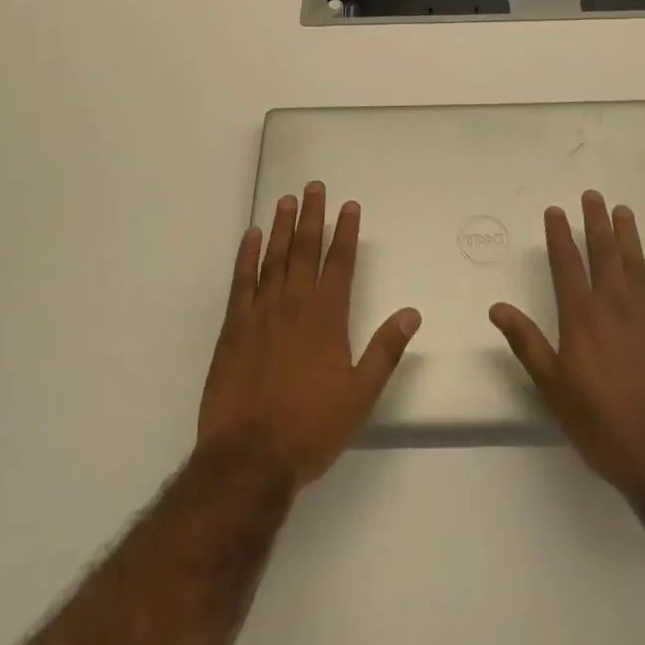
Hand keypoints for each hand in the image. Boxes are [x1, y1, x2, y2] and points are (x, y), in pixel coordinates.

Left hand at [198, 181, 420, 488]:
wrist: (248, 459)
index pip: (339, 263)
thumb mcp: (360, 396)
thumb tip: (411, 313)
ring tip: (287, 199)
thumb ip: (385, 350)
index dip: (345, 232)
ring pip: (274, 258)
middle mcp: (294, 305)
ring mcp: (261, 313)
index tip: (349, 205)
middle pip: (305, 250)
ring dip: (282, 227)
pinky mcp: (233, 328)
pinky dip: (246, 256)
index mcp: (327, 318)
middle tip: (314, 186)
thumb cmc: (310, 429)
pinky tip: (251, 236)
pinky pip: (241, 281)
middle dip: (313, 216)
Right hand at [490, 190, 644, 501]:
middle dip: (596, 223)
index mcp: (582, 318)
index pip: (567, 264)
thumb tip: (498, 307)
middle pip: (604, 254)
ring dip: (629, 237)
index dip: (559, 235)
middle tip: (594, 196)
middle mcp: (615, 307)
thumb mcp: (553, 389)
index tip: (556, 211)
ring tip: (623, 211)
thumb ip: (527, 344)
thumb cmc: (602, 426)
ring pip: (637, 266)